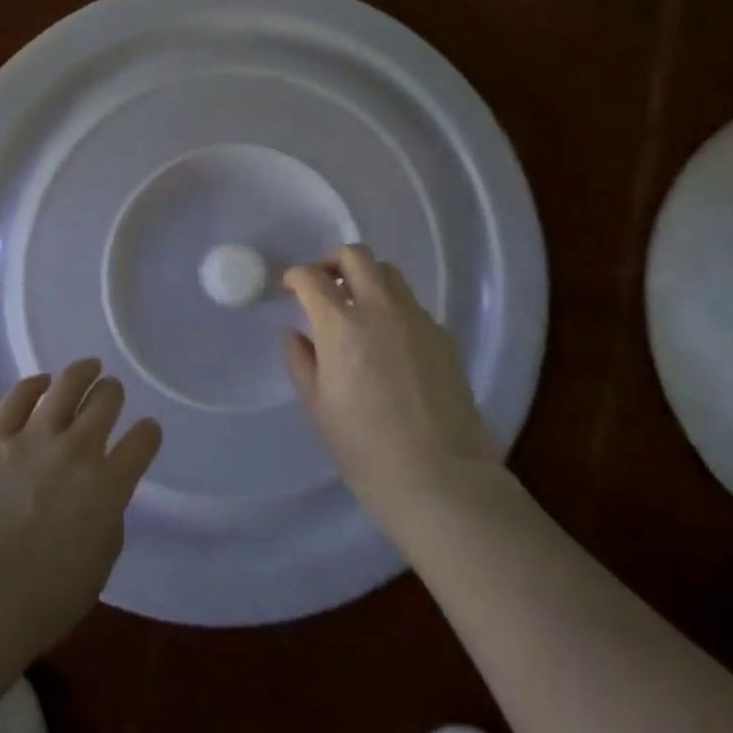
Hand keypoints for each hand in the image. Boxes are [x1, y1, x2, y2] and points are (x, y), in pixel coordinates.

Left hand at [0, 358, 162, 652]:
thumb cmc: (44, 600)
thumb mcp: (99, 563)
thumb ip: (107, 519)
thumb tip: (99, 498)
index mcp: (110, 484)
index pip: (144, 440)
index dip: (148, 433)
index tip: (145, 434)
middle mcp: (79, 450)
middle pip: (106, 400)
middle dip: (112, 394)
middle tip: (110, 394)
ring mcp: (34, 439)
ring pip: (67, 385)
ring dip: (83, 373)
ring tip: (88, 368)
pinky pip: (17, 398)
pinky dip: (33, 385)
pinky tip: (40, 383)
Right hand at [284, 245, 503, 534]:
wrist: (440, 477)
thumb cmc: (366, 451)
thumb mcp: (319, 408)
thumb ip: (303, 362)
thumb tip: (296, 334)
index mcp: (341, 325)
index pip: (311, 277)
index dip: (295, 276)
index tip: (290, 287)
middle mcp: (380, 308)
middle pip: (356, 255)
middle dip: (333, 262)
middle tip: (325, 286)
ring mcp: (416, 318)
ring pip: (388, 273)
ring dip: (366, 278)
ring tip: (357, 307)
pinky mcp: (441, 334)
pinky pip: (410, 304)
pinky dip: (392, 306)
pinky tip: (389, 340)